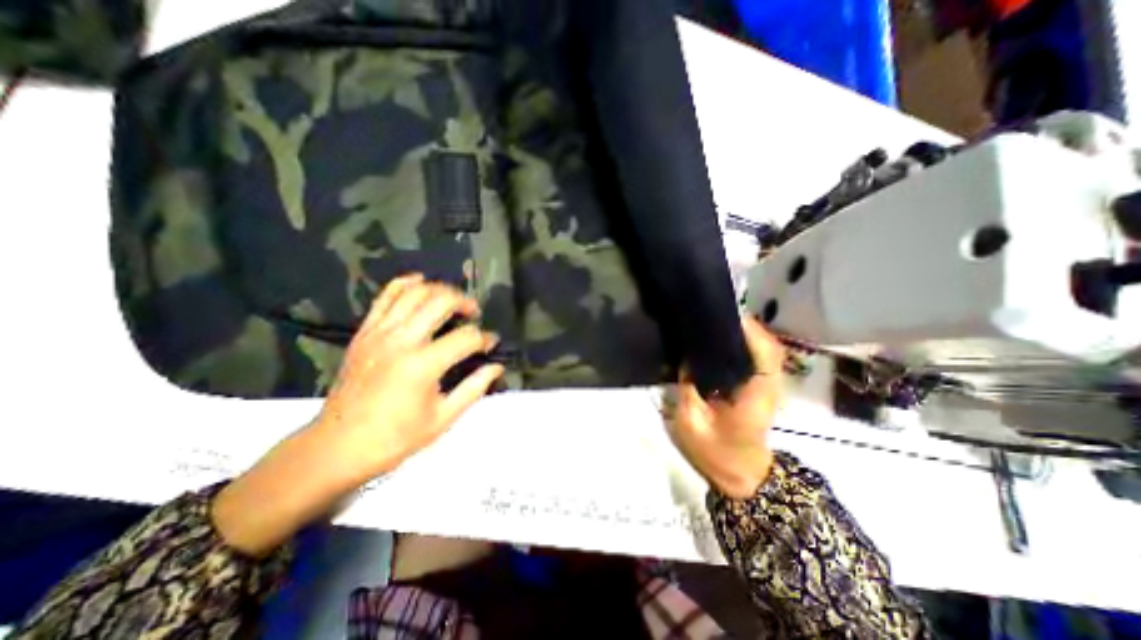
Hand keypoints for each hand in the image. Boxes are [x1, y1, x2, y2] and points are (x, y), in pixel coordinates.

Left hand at [210, 277, 501, 557]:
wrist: (336, 447)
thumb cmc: (395, 438)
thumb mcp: (442, 419)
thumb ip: (474, 388)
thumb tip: (497, 367)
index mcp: (423, 366)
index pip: (466, 338)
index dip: (485, 339)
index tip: (491, 345)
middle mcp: (401, 341)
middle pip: (441, 302)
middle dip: (465, 302)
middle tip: (474, 313)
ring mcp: (379, 333)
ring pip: (415, 293)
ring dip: (440, 290)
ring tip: (452, 301)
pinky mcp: (364, 333)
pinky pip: (385, 297)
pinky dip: (405, 284)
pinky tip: (420, 282)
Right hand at [670, 315, 786, 498]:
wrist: (741, 475)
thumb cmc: (716, 453)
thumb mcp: (692, 422)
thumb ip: (688, 387)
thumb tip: (686, 357)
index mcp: (755, 395)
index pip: (764, 354)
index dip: (749, 330)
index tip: (724, 313)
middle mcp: (768, 386)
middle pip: (767, 345)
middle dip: (745, 325)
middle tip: (714, 313)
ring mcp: (768, 386)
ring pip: (764, 349)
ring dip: (745, 332)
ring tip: (715, 322)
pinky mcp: (761, 388)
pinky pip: (757, 358)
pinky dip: (744, 344)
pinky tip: (721, 341)